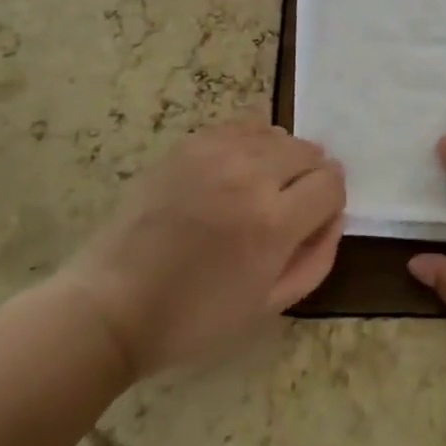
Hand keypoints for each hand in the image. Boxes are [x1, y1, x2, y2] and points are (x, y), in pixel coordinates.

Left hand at [62, 120, 344, 378]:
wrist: (112, 304)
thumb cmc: (193, 319)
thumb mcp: (268, 306)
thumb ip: (316, 258)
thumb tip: (333, 216)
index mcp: (274, 222)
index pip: (331, 183)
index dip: (330, 201)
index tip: (314, 218)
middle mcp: (251, 175)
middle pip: (309, 151)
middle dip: (310, 177)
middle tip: (288, 206)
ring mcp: (216, 153)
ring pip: (277, 134)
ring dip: (281, 159)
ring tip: (258, 188)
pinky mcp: (189, 144)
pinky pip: (241, 126)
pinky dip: (251, 143)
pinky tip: (235, 169)